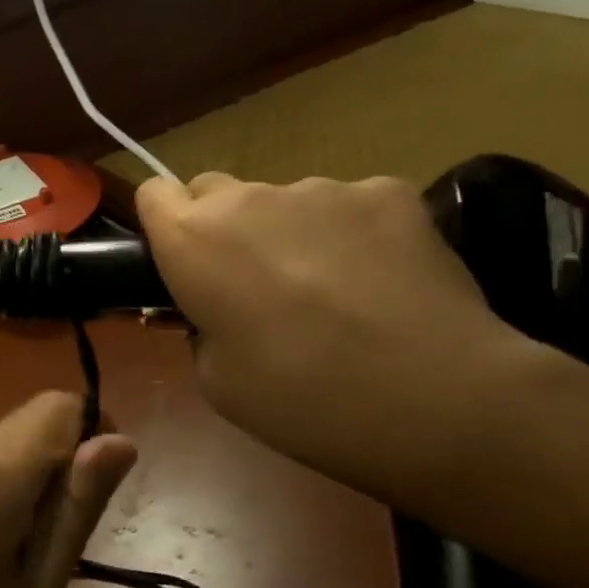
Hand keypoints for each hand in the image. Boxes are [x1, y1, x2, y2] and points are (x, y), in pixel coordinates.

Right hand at [137, 173, 527, 495]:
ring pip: (285, 201)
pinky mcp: (387, 191)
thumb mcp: (216, 380)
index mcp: (193, 240)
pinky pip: (349, 205)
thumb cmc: (301, 399)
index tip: (182, 261)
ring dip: (292, 232)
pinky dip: (354, 234)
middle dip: (223, 227)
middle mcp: (248, 198)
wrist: (435, 398)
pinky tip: (383, 282)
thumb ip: (202, 327)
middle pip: (215, 190)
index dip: (165, 224)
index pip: (154, 193)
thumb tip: (222, 310)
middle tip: (255, 285)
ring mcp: (322, 188)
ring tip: (335, 293)